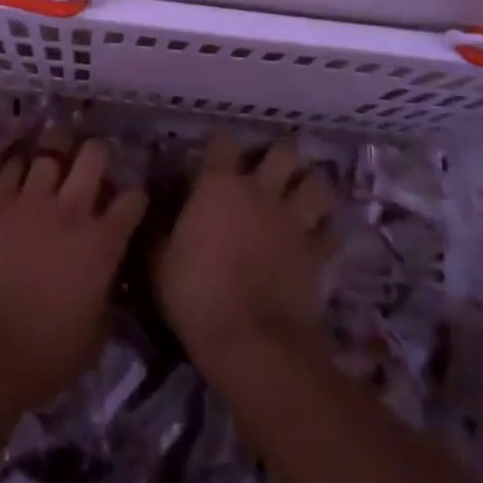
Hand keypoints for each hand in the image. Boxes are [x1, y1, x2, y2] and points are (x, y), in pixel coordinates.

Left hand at [0, 139, 147, 411]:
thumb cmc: (42, 355)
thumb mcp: (93, 338)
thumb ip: (105, 300)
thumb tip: (105, 286)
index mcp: (102, 243)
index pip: (132, 201)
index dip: (136, 199)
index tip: (132, 204)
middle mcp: (71, 210)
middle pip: (93, 156)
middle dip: (98, 154)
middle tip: (94, 163)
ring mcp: (30, 201)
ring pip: (50, 151)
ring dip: (56, 151)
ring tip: (55, 155)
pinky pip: (10, 167)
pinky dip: (18, 166)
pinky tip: (19, 170)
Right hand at [154, 133, 336, 381]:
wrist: (250, 340)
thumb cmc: (195, 295)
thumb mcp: (158, 263)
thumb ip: (158, 231)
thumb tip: (150, 213)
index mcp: (219, 186)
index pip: (222, 142)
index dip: (219, 143)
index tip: (214, 152)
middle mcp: (260, 191)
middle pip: (283, 152)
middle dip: (281, 154)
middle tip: (274, 165)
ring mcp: (293, 220)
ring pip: (317, 184)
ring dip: (312, 184)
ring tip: (305, 191)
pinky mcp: (317, 252)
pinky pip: (331, 232)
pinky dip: (328, 231)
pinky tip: (321, 235)